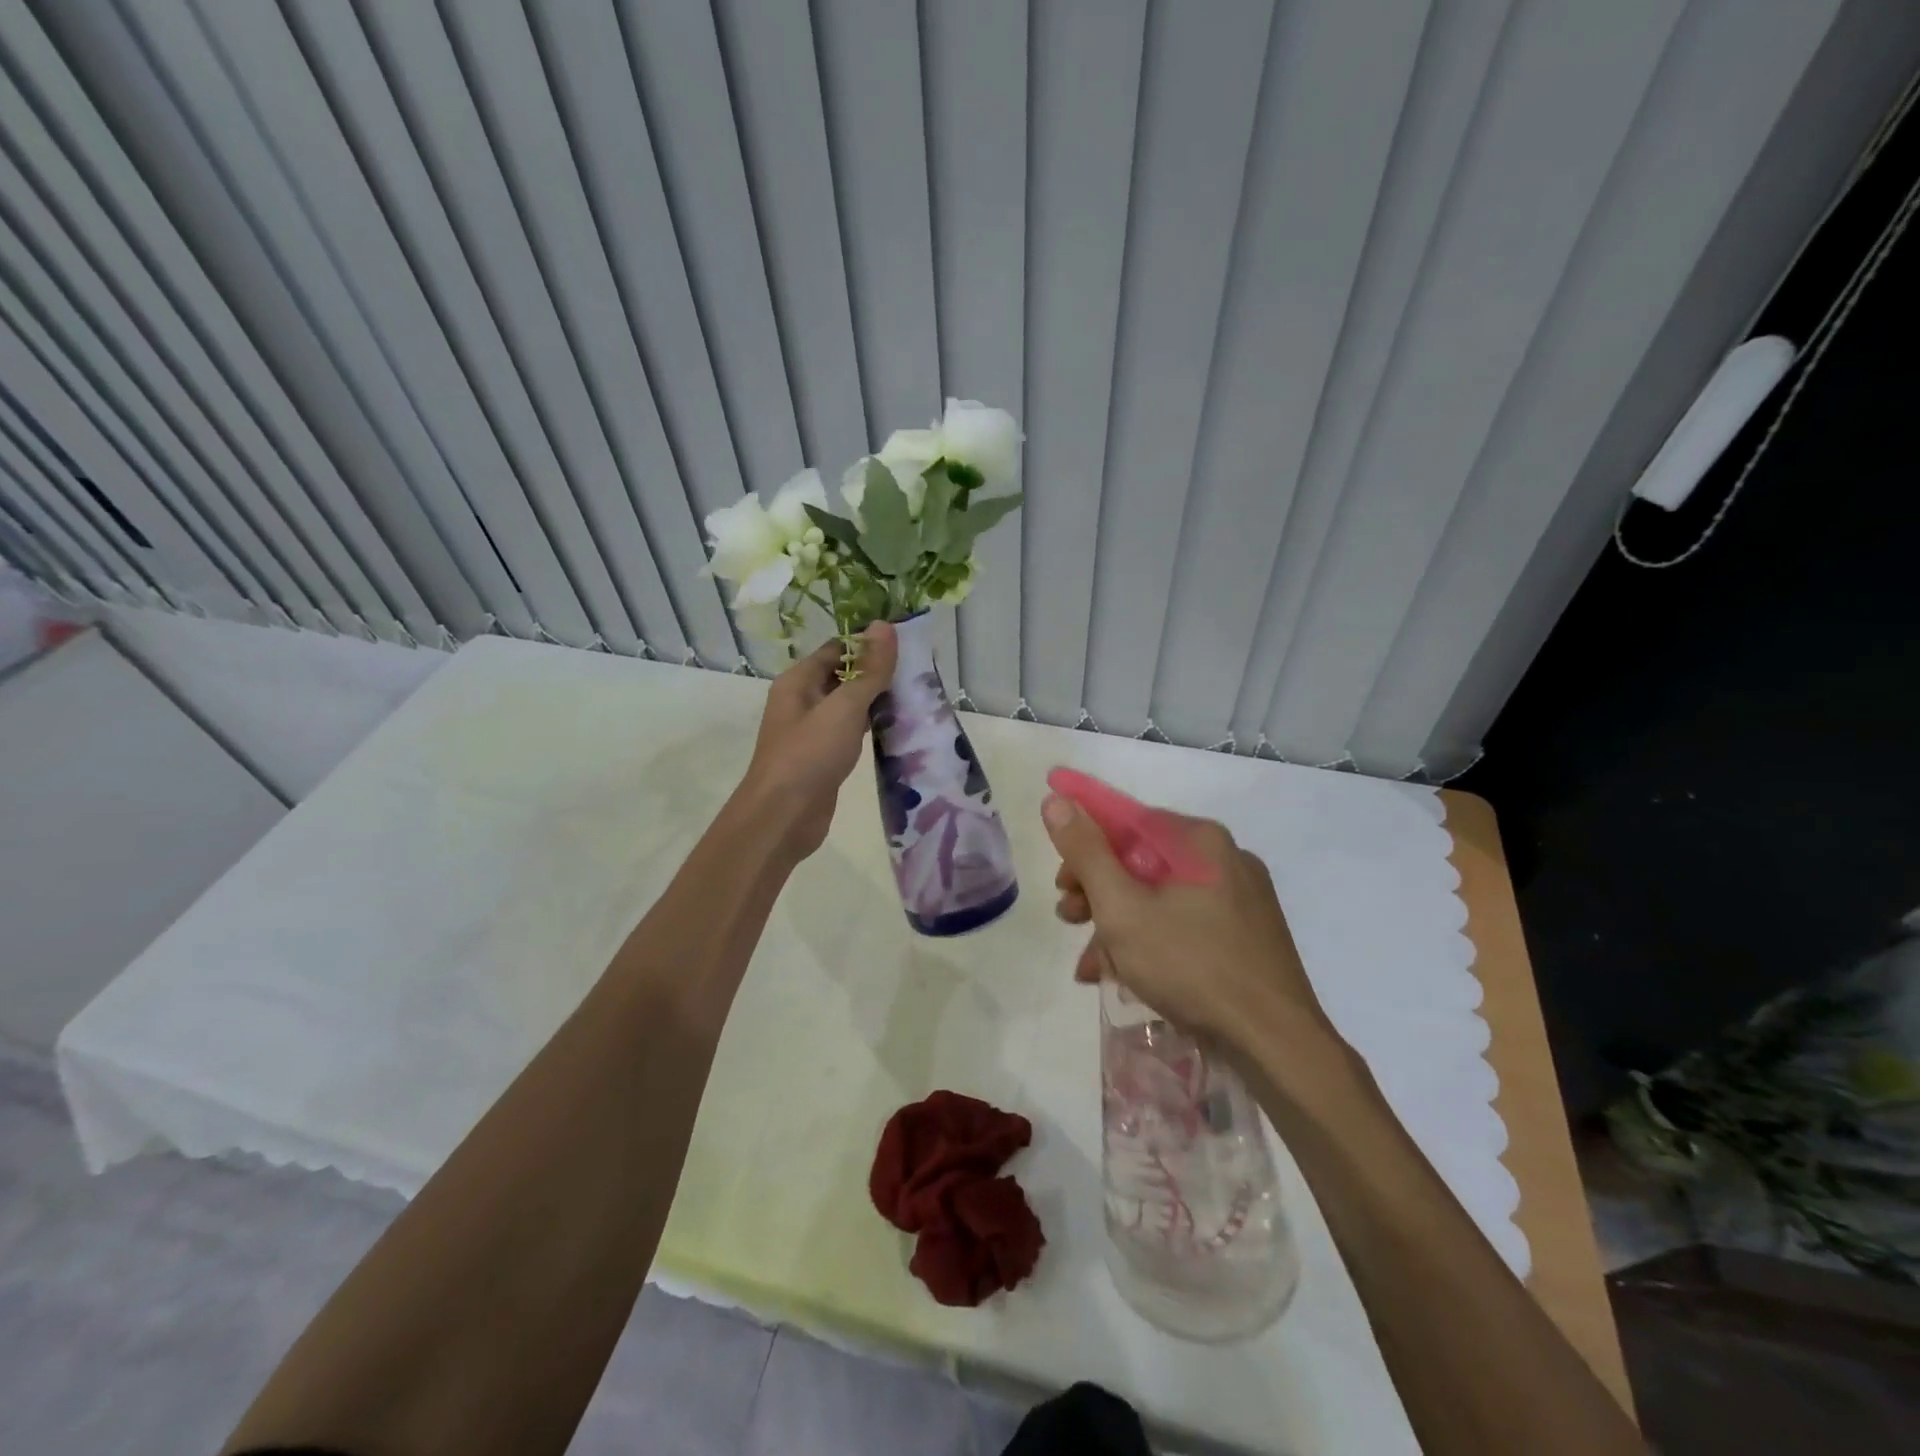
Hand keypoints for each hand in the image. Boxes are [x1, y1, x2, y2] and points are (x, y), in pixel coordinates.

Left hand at [737, 622, 897, 859]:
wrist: (783, 817)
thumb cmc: (809, 755)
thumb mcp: (844, 707)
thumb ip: (869, 670)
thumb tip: (886, 626)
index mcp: (798, 682)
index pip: (836, 649)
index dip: (868, 644)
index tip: (906, 644)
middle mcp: (802, 702)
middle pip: (843, 676)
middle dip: (877, 673)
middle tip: (919, 672)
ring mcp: (812, 732)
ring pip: (849, 707)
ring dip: (877, 702)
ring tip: (916, 696)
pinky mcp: (823, 758)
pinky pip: (850, 733)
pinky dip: (871, 728)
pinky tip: (898, 729)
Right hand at [1042, 791, 1336, 1056]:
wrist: (1276, 1043)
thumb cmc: (1191, 965)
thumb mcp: (1122, 908)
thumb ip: (1086, 852)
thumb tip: (1056, 800)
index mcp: (1199, 840)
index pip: (1127, 821)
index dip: (1084, 845)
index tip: (1060, 882)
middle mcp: (1224, 858)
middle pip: (1142, 860)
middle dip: (1097, 892)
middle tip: (1069, 919)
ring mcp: (1240, 898)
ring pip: (1160, 897)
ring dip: (1117, 924)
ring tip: (1090, 964)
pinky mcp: (1246, 934)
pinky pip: (1184, 923)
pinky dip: (1151, 941)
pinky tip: (1123, 976)